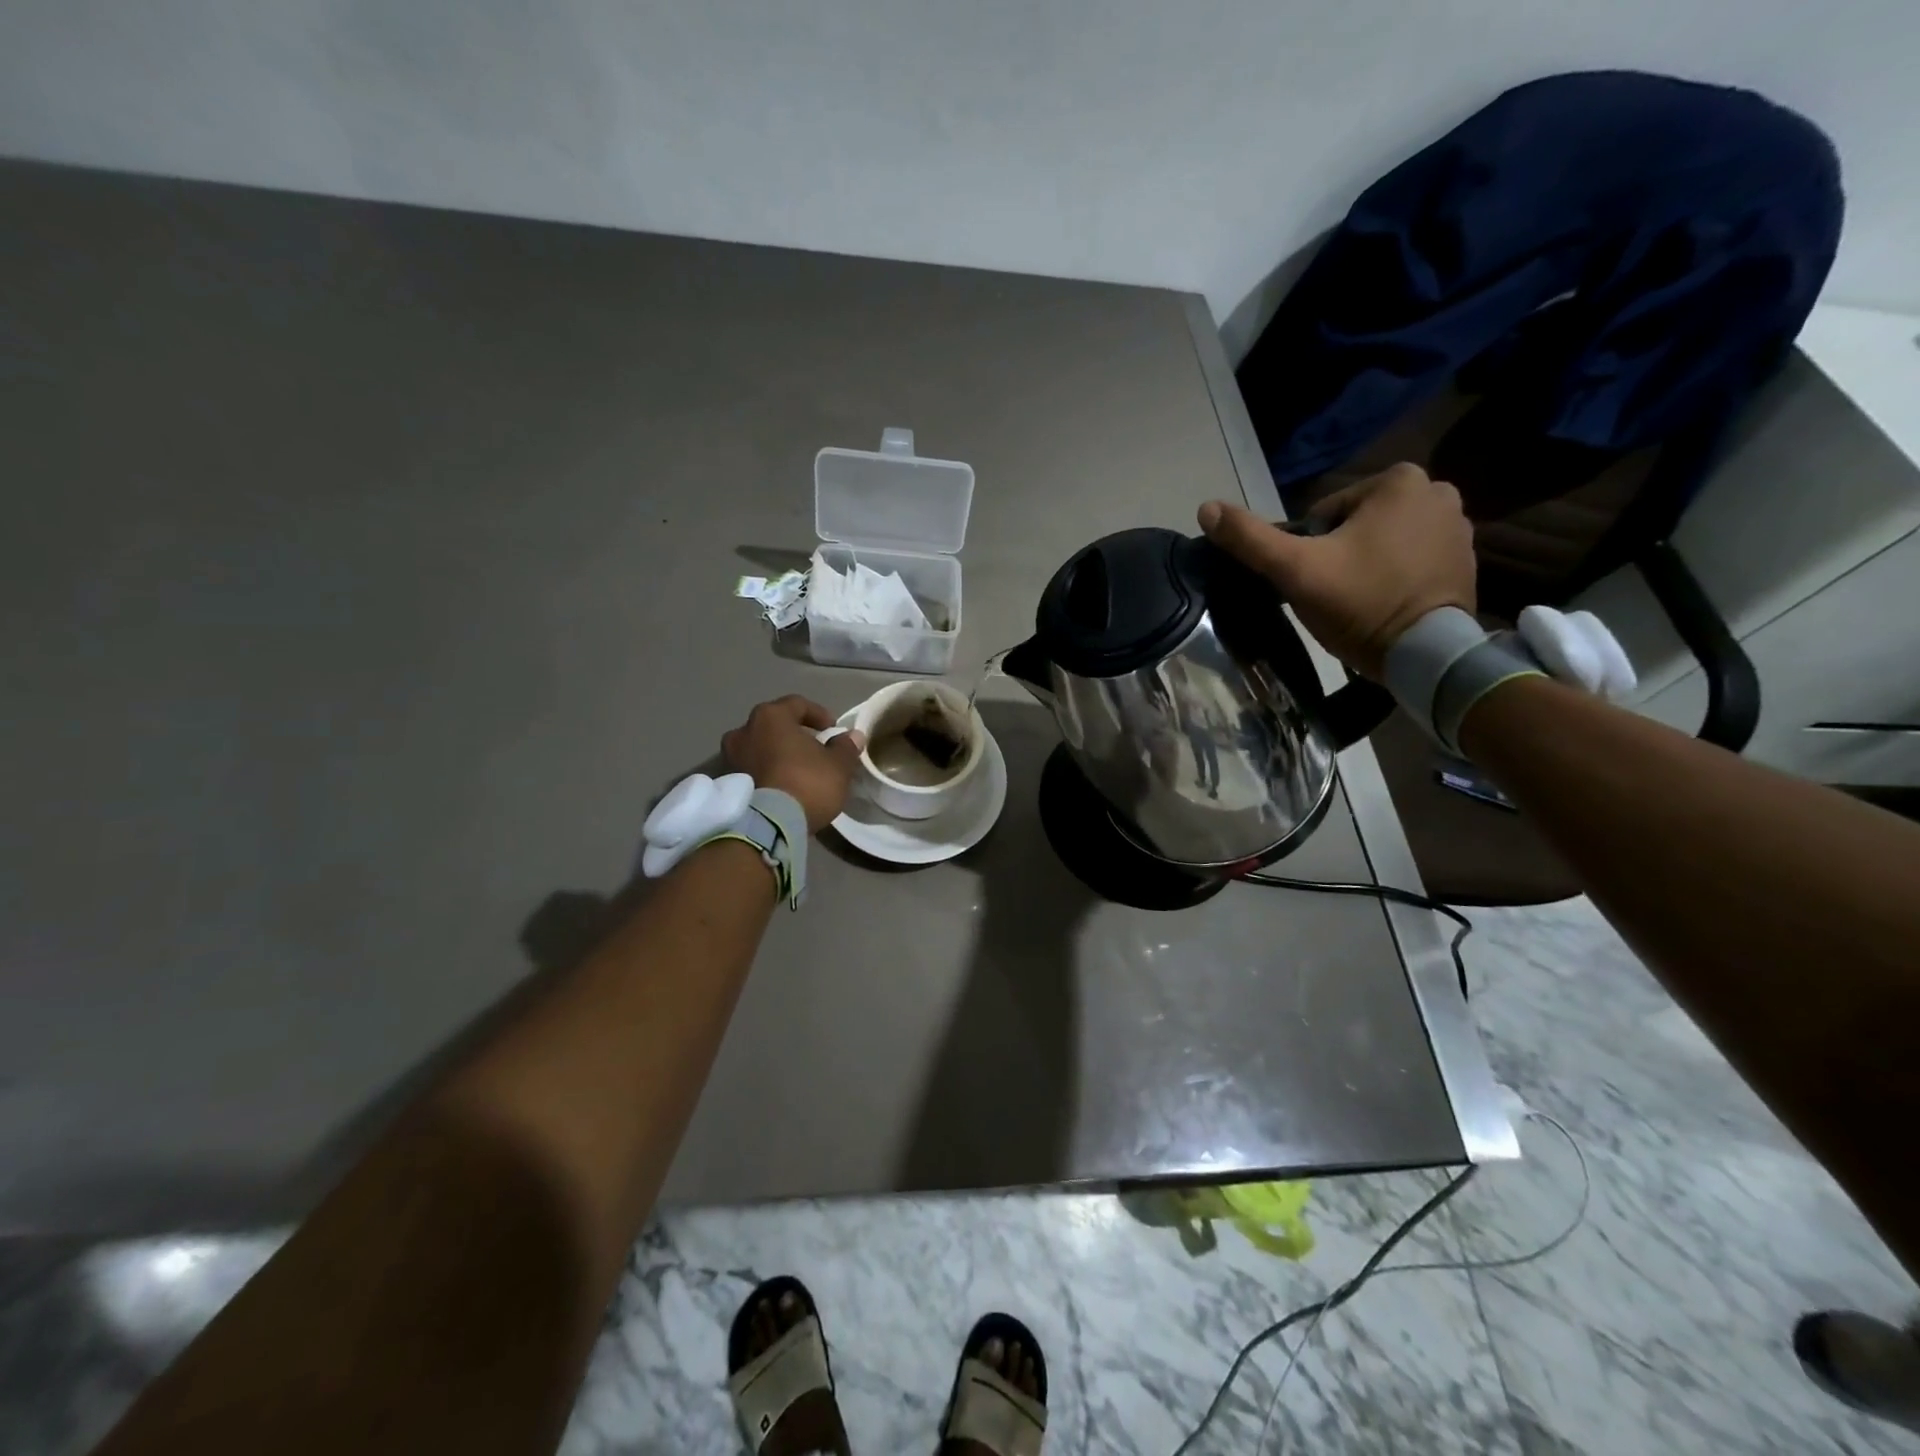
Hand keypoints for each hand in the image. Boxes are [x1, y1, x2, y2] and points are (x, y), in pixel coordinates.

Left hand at [721, 696, 865, 832]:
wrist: (769, 826)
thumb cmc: (807, 782)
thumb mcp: (838, 765)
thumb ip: (845, 747)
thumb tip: (853, 736)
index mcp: (770, 716)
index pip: (797, 704)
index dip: (819, 714)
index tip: (833, 730)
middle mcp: (744, 730)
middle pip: (774, 725)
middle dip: (795, 734)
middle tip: (815, 749)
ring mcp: (731, 757)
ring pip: (760, 747)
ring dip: (778, 754)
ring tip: (798, 770)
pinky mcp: (728, 783)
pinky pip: (753, 768)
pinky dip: (767, 771)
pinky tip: (783, 785)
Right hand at [1198, 463, 1475, 678]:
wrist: (1424, 654)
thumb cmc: (1359, 602)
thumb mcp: (1295, 570)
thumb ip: (1250, 538)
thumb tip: (1205, 508)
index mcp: (1398, 480)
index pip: (1325, 513)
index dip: (1309, 549)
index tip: (1317, 578)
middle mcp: (1437, 491)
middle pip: (1356, 525)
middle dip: (1341, 554)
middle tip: (1336, 592)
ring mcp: (1459, 526)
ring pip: (1384, 541)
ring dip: (1368, 564)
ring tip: (1361, 601)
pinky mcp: (1468, 559)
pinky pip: (1414, 559)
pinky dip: (1396, 576)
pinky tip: (1386, 604)